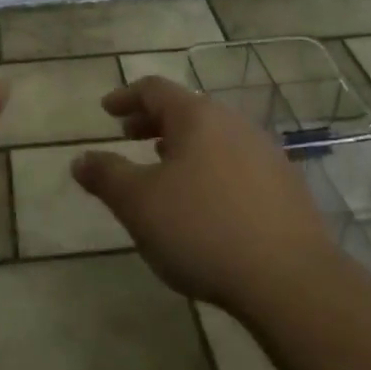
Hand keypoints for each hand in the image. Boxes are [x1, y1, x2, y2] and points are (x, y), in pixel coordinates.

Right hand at [71, 77, 344, 318]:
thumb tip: (81, 159)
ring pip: (214, 136)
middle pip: (187, 110)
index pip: (155, 89)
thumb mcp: (139, 204)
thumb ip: (106, 176)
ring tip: (163, 165)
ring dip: (183, 145)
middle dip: (153, 120)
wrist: (290, 279)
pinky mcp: (285, 185)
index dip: (126, 97)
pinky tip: (205, 199)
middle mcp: (234, 124)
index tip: (106, 110)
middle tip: (128, 135)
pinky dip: (209, 166)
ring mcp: (265, 153)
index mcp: (197, 117)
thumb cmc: (202, 230)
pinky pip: (236, 162)